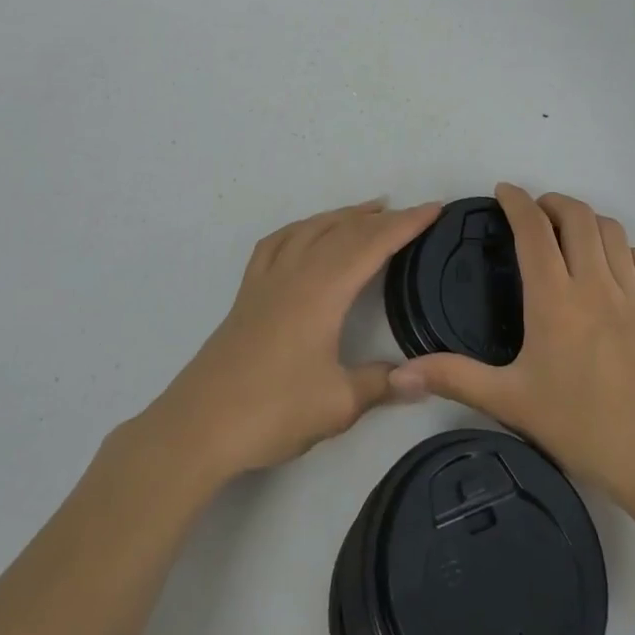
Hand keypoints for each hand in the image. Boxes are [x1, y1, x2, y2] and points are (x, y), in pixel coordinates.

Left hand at [140, 198, 441, 481]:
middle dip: (381, 218)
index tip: (435, 208)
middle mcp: (296, 272)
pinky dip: (300, 229)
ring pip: (310, 229)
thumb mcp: (338, 404)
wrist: (199, 425)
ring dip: (343, 215)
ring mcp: (267, 279)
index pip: (373, 244)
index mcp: (323, 290)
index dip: (406, 224)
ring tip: (368, 211)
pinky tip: (305, 235)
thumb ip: (380, 384)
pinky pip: (277, 243)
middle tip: (412, 212)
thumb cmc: (273, 411)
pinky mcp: (247, 292)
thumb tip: (419, 380)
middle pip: (344, 230)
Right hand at [388, 184, 634, 507]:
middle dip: (553, 202)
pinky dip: (625, 248)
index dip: (517, 201)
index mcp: (554, 298)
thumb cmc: (579, 426)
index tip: (503, 191)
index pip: (533, 228)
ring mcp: (633, 294)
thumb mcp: (509, 401)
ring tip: (571, 232)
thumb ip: (454, 378)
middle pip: (577, 215)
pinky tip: (614, 264)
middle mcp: (594, 283)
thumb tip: (400, 373)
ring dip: (588, 220)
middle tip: (535, 213)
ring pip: (612, 230)